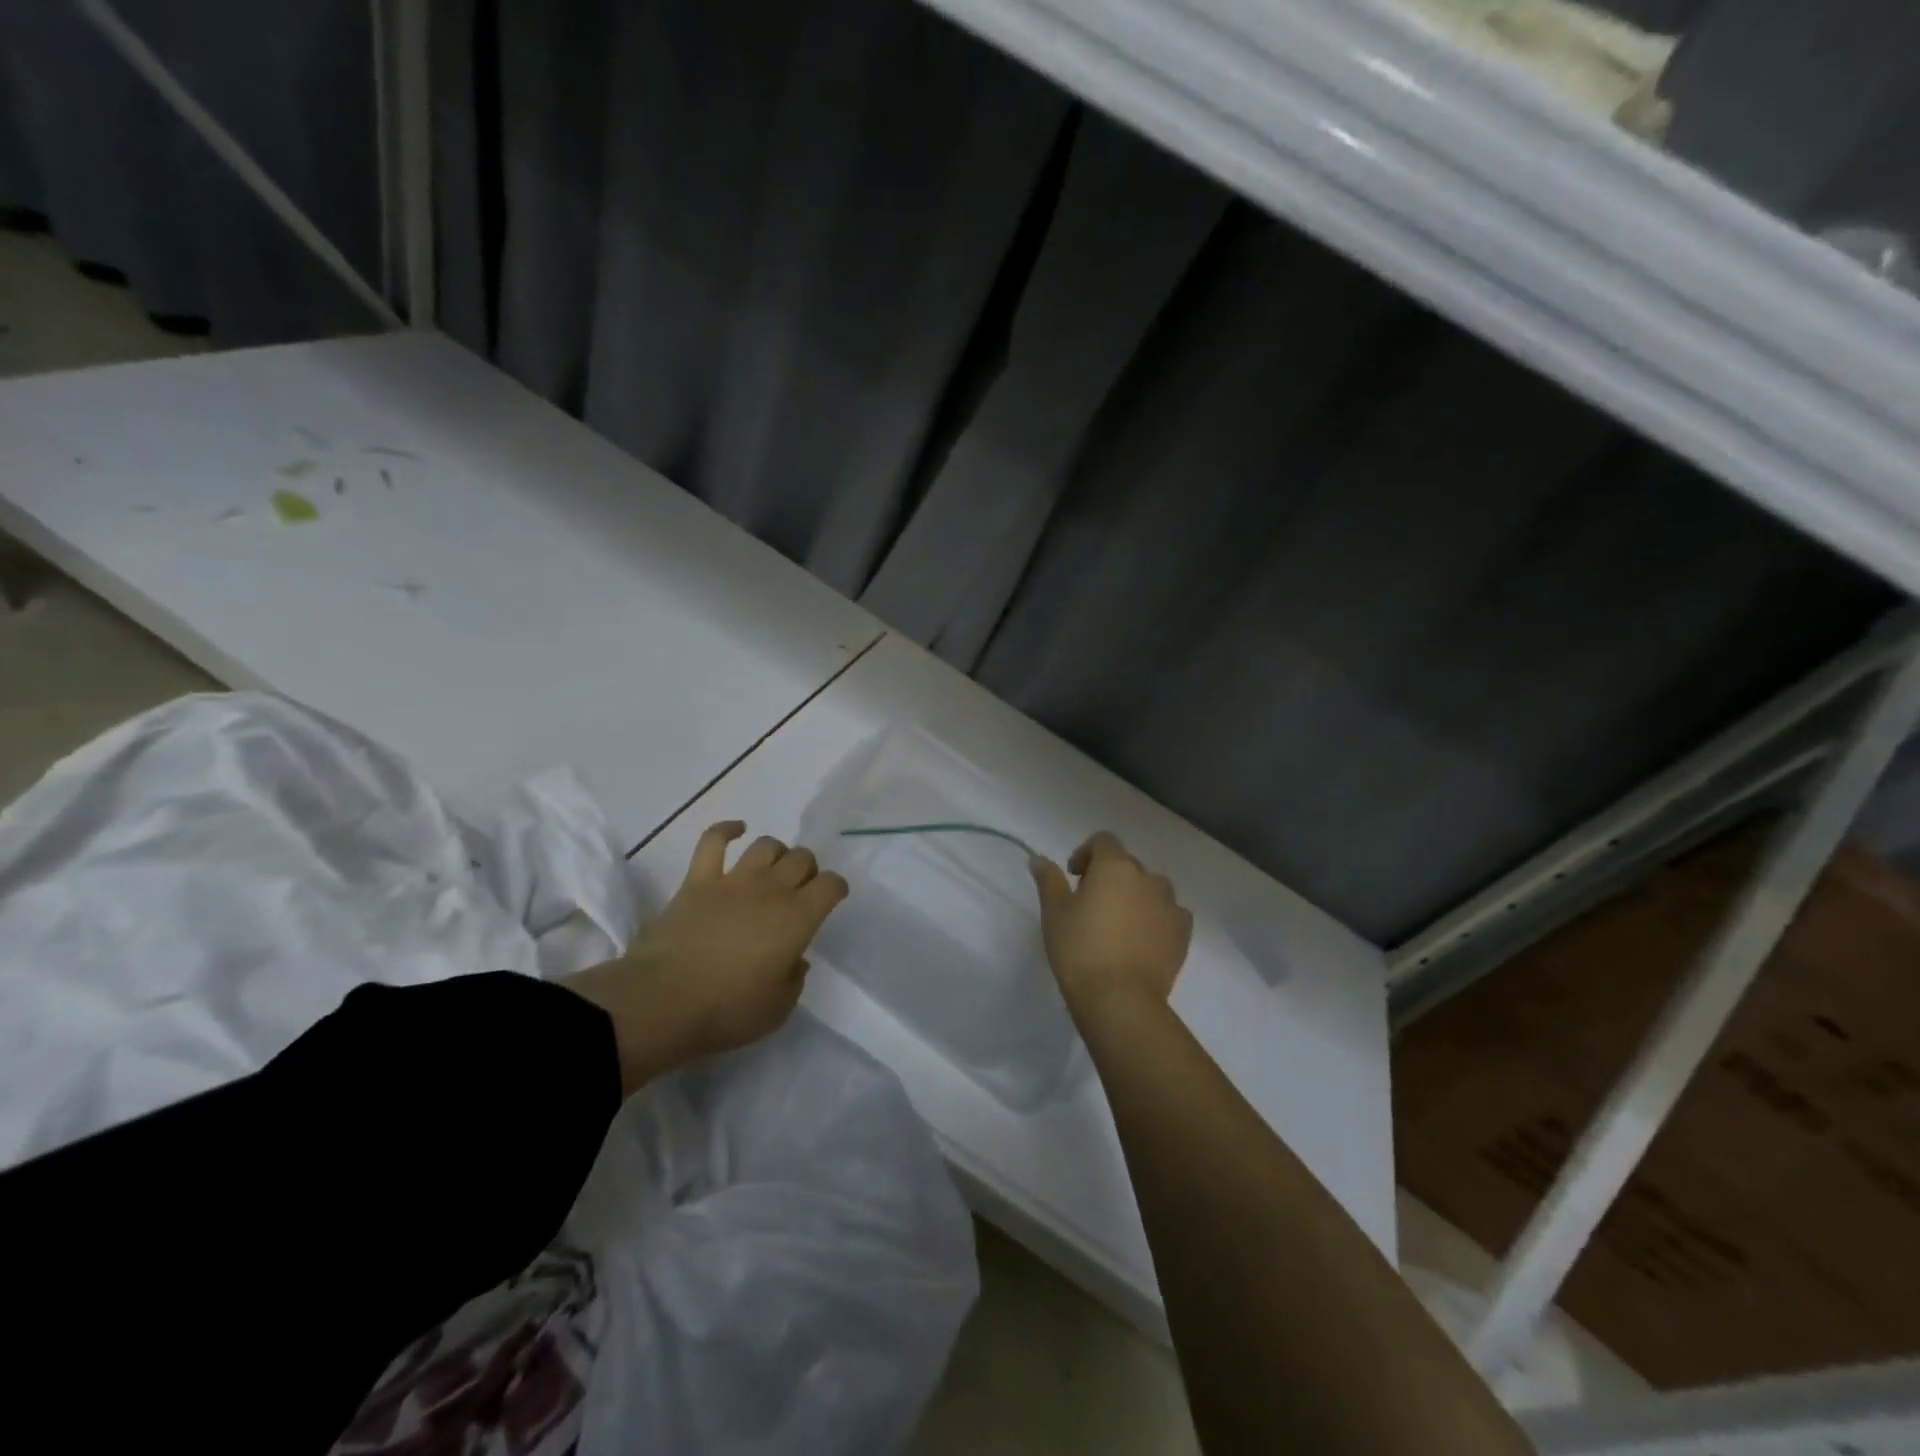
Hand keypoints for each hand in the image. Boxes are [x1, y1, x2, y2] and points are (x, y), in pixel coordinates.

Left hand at [565, 821, 848, 1092]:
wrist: (663, 1002)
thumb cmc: (728, 1011)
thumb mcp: (779, 1008)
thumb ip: (794, 978)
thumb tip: (794, 958)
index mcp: (798, 918)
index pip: (831, 885)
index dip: (836, 888)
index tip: (832, 898)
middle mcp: (771, 890)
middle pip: (801, 859)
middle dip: (808, 869)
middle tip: (800, 889)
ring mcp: (733, 881)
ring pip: (766, 846)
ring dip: (777, 852)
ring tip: (773, 868)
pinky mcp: (698, 881)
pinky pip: (713, 841)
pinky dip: (727, 829)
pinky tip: (737, 829)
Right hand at [1030, 831, 1192, 1017]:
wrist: (1119, 998)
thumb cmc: (1080, 948)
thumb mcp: (1054, 912)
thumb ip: (1049, 880)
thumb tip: (1039, 859)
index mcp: (1115, 866)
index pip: (1103, 841)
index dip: (1086, 853)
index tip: (1072, 877)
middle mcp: (1147, 878)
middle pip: (1127, 864)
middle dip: (1109, 876)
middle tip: (1090, 905)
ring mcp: (1170, 905)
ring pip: (1152, 888)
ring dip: (1136, 895)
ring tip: (1119, 923)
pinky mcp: (1183, 933)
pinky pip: (1171, 914)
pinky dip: (1157, 918)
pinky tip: (1143, 939)